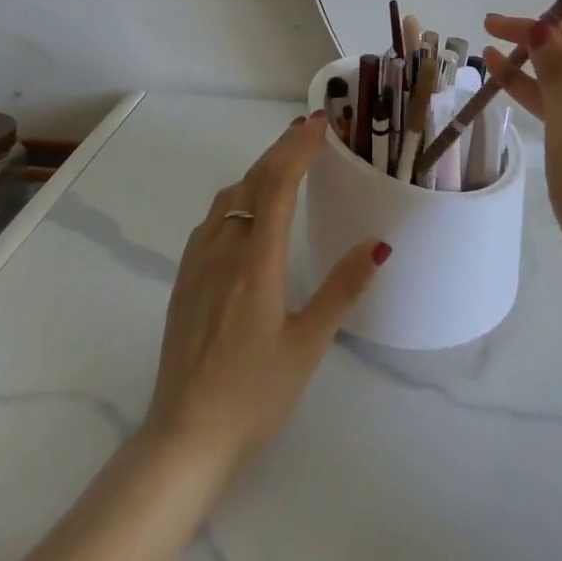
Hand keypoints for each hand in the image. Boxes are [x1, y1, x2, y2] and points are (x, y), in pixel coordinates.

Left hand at [143, 113, 388, 472]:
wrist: (183, 438)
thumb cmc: (254, 394)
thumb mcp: (308, 345)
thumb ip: (342, 289)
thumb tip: (377, 243)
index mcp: (257, 260)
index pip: (278, 184)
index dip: (298, 148)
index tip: (318, 122)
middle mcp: (224, 249)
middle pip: (252, 181)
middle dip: (280, 149)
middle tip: (306, 128)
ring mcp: (198, 262)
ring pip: (228, 197)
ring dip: (257, 170)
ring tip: (282, 162)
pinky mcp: (184, 280)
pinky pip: (211, 219)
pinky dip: (235, 196)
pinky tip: (243, 210)